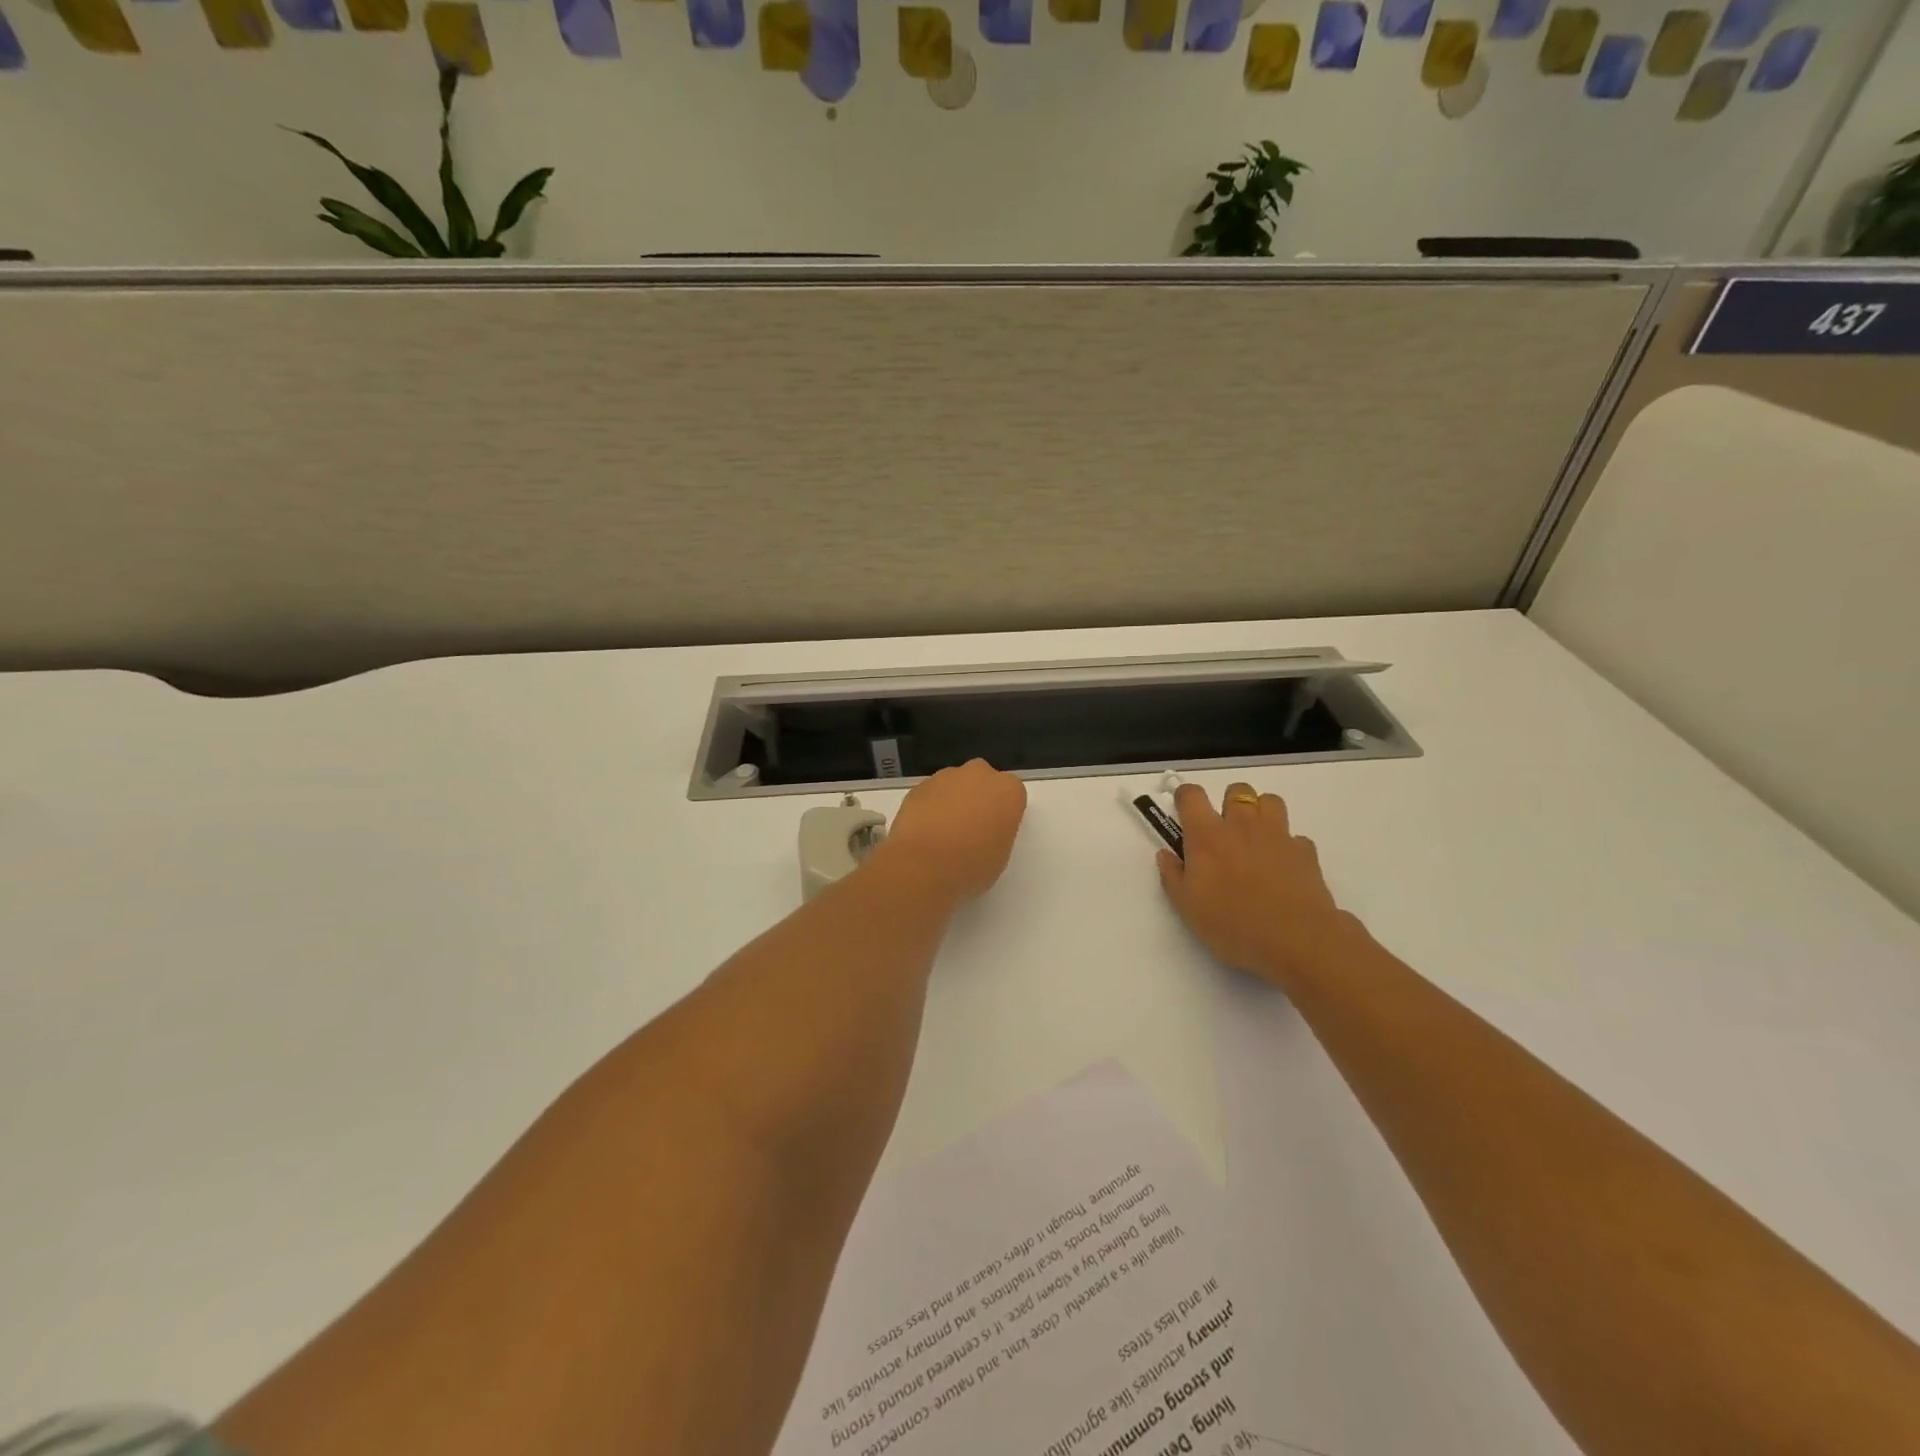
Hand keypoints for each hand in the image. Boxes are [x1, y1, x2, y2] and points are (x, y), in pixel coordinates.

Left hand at [880, 759, 1028, 901]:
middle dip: (978, 797)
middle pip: (982, 780)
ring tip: (943, 833)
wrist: (924, 864)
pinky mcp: (919, 786)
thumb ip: (997, 832)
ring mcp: (946, 777)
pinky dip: (929, 807)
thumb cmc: (972, 865)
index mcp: (1008, 790)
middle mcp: (979, 774)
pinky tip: (924, 832)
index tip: (994, 831)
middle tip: (970, 828)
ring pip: (954, 784)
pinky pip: (931, 794)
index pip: (1011, 794)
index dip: (1002, 813)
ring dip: (952, 801)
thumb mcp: (1001, 855)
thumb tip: (984, 830)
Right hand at [1156, 782, 1360, 988]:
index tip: (1184, 811)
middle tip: (1224, 831)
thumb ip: (1173, 875)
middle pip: (1236, 791)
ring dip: (1260, 813)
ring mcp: (1277, 835)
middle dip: (1228, 803)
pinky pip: (1295, 837)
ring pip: (1270, 801)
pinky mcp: (1305, 851)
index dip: (1185, 797)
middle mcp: (1242, 825)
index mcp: (1207, 836)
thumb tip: (1166, 854)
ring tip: (1255, 839)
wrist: (1296, 941)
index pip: (1191, 796)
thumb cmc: (1232, 924)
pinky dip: (1287, 846)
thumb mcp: (1188, 907)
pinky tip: (1282, 868)